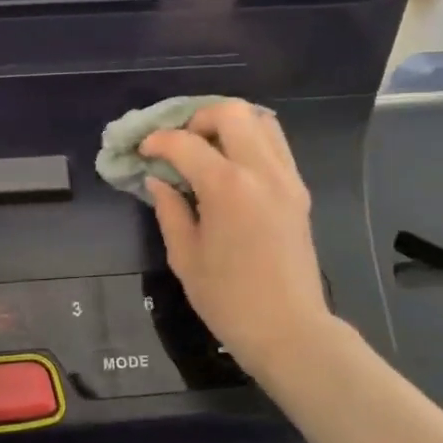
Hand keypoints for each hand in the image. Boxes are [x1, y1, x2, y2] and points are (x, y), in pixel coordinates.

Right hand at [140, 102, 332, 380]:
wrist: (289, 329)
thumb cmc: (228, 299)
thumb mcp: (185, 257)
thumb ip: (170, 210)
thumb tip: (159, 180)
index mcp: (227, 187)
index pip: (186, 143)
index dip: (158, 142)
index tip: (143, 152)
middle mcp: (261, 170)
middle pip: (231, 112)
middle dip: (198, 119)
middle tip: (180, 144)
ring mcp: (286, 177)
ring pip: (261, 121)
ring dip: (229, 124)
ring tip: (207, 148)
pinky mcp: (299, 190)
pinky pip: (276, 145)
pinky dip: (251, 140)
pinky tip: (232, 166)